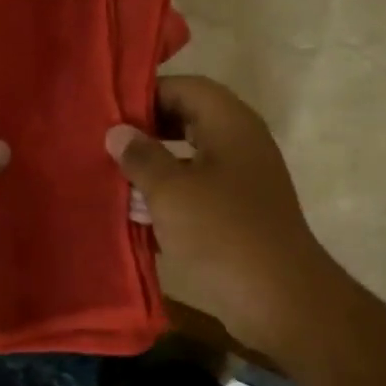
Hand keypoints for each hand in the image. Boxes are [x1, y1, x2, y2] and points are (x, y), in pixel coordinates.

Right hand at [107, 76, 331, 355]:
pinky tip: (137, 212)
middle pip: (189, 120)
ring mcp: (241, 180)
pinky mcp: (237, 214)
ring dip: (155, 166)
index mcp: (231, 125)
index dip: (147, 94)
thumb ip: (141, 157)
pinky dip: (169, 196)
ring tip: (113, 177)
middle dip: (147, 130)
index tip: (109, 112)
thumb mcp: (171, 191)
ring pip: (190, 159)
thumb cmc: (222, 233)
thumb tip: (118, 131)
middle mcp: (240, 144)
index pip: (186, 87)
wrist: (278, 298)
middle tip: (107, 144)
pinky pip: (197, 191)